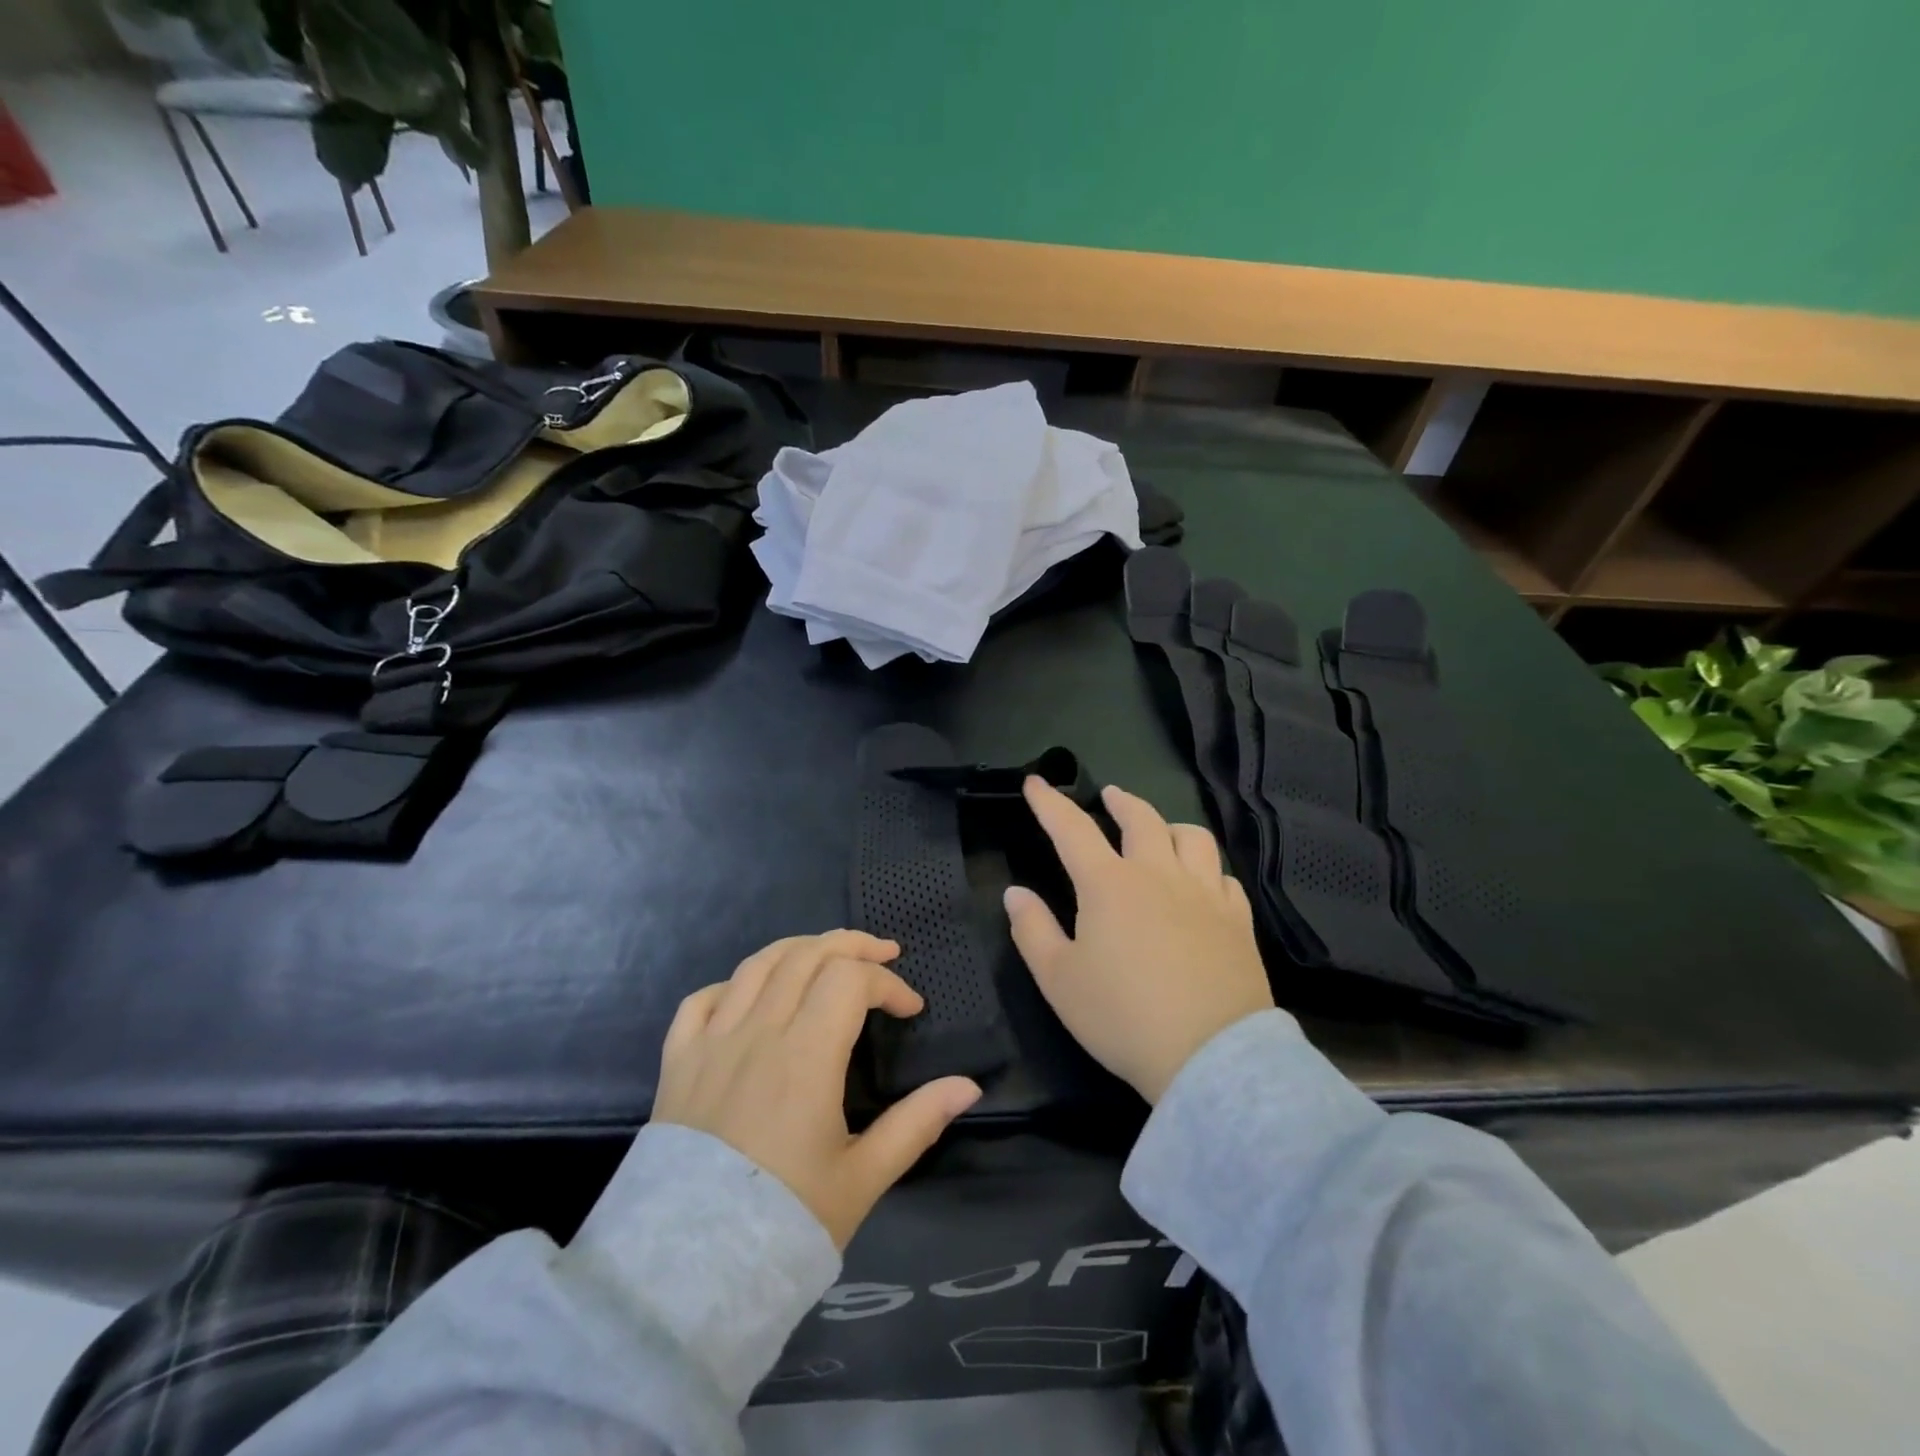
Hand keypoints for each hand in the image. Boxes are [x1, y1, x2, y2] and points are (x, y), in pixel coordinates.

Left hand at [654, 929, 981, 1247]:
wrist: (688, 1275)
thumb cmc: (785, 1221)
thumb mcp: (863, 1178)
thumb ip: (917, 1123)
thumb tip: (968, 1086)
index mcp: (805, 1056)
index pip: (851, 981)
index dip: (889, 984)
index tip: (911, 1010)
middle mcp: (757, 1032)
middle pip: (806, 955)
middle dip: (852, 946)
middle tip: (883, 954)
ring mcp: (711, 1042)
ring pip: (757, 965)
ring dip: (799, 949)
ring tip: (827, 956)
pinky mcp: (678, 1061)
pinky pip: (701, 1000)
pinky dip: (733, 983)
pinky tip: (753, 994)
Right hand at [1005, 779, 1274, 1103]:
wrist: (1210, 1056)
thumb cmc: (1122, 1017)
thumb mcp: (1059, 979)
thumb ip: (1032, 930)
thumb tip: (1015, 893)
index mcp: (1109, 884)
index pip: (1072, 829)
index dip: (1051, 804)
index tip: (1036, 782)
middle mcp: (1158, 875)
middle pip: (1141, 819)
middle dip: (1120, 802)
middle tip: (1110, 796)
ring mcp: (1204, 894)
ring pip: (1192, 837)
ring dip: (1170, 826)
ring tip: (1161, 832)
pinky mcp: (1238, 920)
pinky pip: (1224, 877)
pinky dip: (1207, 869)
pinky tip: (1202, 882)